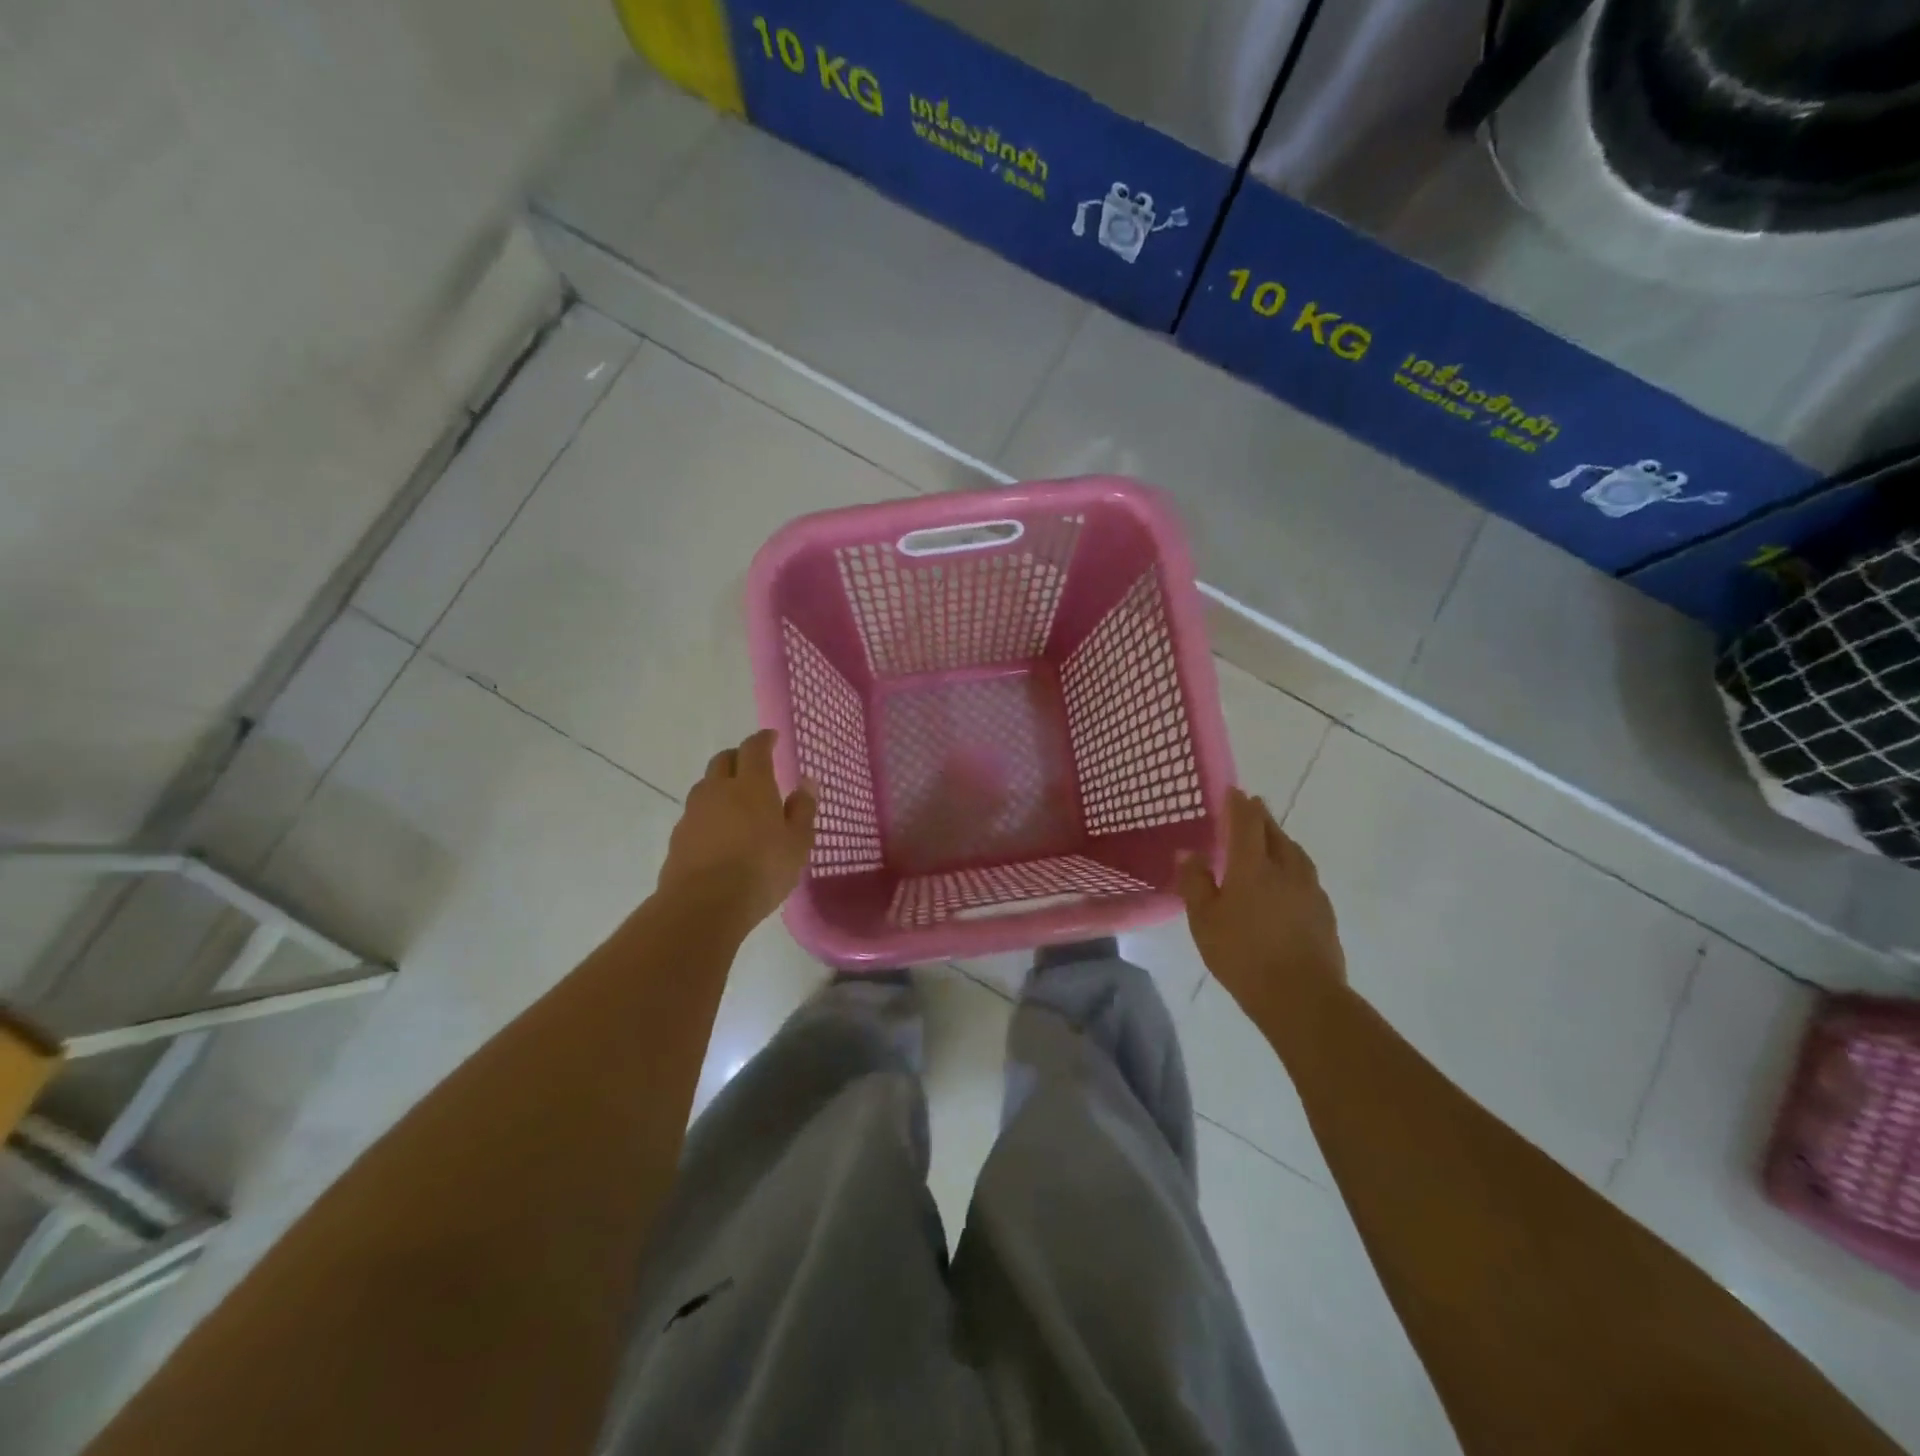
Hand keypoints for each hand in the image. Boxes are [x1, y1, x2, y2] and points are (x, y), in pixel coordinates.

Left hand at [658, 729, 816, 931]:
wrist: (703, 905)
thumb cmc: (761, 869)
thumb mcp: (797, 843)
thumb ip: (802, 810)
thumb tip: (806, 782)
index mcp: (752, 785)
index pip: (754, 748)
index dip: (763, 739)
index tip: (772, 737)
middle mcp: (718, 790)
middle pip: (724, 760)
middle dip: (739, 757)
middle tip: (753, 766)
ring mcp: (694, 813)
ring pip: (706, 786)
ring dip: (721, 785)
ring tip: (736, 801)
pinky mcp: (678, 837)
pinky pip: (696, 814)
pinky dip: (710, 813)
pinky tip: (720, 833)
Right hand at [1177, 788, 1345, 1029]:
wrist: (1302, 997)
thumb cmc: (1243, 955)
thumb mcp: (1204, 920)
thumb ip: (1195, 883)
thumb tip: (1190, 853)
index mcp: (1252, 866)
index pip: (1246, 822)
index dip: (1238, 804)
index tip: (1233, 791)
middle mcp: (1285, 868)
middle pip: (1274, 832)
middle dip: (1261, 817)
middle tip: (1250, 809)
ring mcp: (1310, 889)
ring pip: (1294, 852)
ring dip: (1279, 840)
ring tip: (1269, 841)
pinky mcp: (1324, 911)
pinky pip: (1305, 875)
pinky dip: (1291, 866)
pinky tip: (1286, 882)